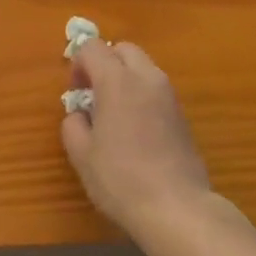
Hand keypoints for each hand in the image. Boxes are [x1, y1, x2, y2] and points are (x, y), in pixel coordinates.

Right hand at [61, 39, 211, 242]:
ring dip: (125, 78)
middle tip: (93, 95)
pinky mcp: (182, 114)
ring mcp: (169, 95)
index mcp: (117, 81)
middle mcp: (146, 78)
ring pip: (143, 67)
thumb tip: (80, 114)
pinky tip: (134, 129)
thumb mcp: (82, 155)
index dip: (78, 63)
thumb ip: (73, 125)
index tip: (75, 92)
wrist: (176, 208)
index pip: (93, 47)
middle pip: (123, 49)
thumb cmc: (121, 179)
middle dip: (105, 62)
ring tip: (113, 114)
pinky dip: (141, 95)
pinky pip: (156, 89)